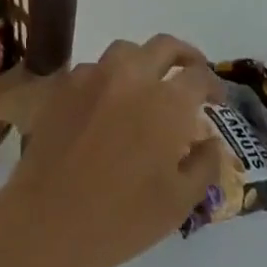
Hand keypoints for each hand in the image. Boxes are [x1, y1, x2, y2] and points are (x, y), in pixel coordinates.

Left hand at [0, 36, 227, 266]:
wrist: (48, 220)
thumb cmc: (122, 217)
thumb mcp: (179, 202)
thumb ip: (204, 164)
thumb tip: (210, 140)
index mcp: (166, 102)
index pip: (199, 76)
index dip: (214, 85)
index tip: (218, 100)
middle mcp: (132, 76)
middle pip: (164, 46)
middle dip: (185, 56)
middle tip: (191, 74)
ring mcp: (94, 76)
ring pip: (126, 50)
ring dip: (144, 61)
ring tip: (148, 84)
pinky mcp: (64, 86)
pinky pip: (94, 68)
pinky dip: (110, 77)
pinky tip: (108, 102)